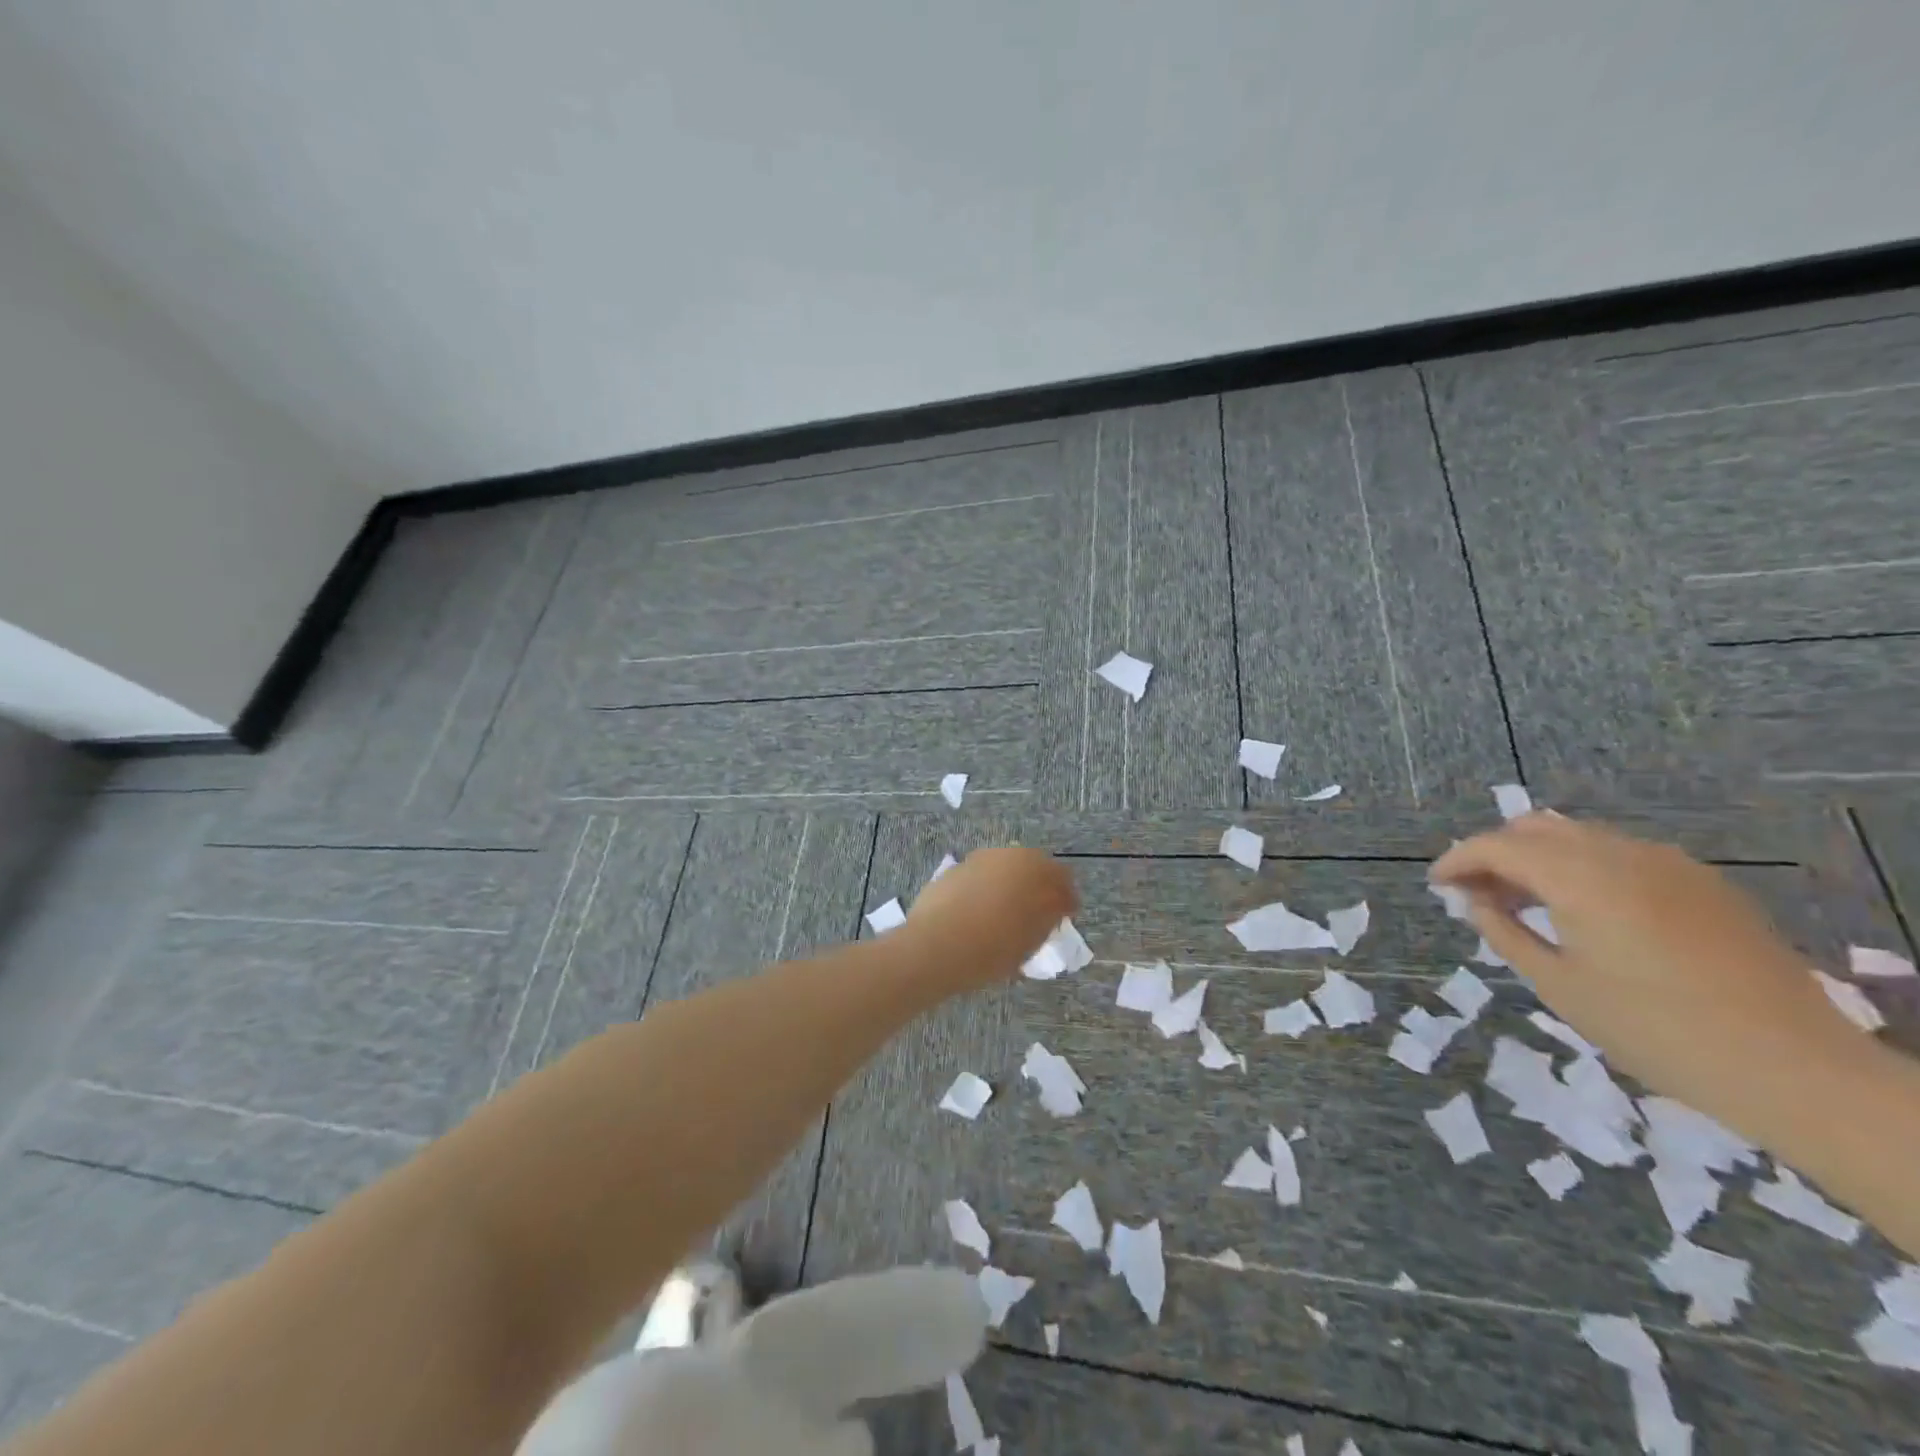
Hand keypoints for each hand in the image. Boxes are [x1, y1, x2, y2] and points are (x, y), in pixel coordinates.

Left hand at [904, 848, 1077, 989]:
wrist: (936, 945)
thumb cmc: (994, 947)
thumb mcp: (1032, 940)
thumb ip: (1047, 918)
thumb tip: (1051, 909)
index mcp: (1037, 870)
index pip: (1063, 881)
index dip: (1065, 901)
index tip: (1063, 919)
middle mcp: (1009, 856)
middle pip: (1033, 868)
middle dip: (1037, 888)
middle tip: (1035, 917)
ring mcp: (980, 860)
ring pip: (1004, 870)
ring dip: (1009, 887)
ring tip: (1003, 917)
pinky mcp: (955, 869)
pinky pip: (980, 879)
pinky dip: (984, 891)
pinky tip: (977, 915)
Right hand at [1430, 813, 1856, 1132]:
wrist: (1795, 1069)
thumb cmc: (1656, 1031)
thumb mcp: (1560, 986)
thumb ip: (1506, 932)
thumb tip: (1475, 901)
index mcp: (1580, 878)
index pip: (1497, 845)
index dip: (1458, 860)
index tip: (1437, 884)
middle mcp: (1621, 854)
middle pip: (1536, 828)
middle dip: (1496, 853)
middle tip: (1477, 894)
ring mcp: (1669, 864)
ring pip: (1579, 837)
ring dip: (1539, 858)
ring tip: (1525, 903)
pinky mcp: (1702, 883)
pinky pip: (1621, 855)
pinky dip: (1583, 868)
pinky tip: (1585, 911)